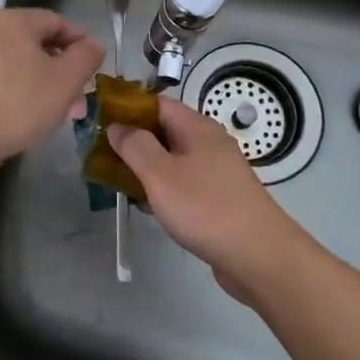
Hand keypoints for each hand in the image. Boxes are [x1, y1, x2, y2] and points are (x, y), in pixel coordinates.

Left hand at [0, 7, 105, 178]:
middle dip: (61, 69)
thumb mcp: (65, 81)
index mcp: (13, 21)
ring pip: (17, 64)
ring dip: (42, 83)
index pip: (57, 21)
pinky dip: (17, 91)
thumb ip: (86, 57)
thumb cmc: (17, 104)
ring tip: (57, 112)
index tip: (94, 64)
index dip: (80, 40)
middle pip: (36, 43)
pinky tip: (25, 117)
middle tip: (78, 95)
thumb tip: (92, 44)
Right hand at [107, 98, 312, 298]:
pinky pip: (184, 181)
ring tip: (118, 182)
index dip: (127, 109)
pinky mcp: (220, 196)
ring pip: (173, 158)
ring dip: (146, 167)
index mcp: (196, 127)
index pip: (156, 103)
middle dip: (134, 141)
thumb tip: (117, 126)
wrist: (259, 256)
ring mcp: (217, 170)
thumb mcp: (160, 174)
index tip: (100, 123)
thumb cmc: (205, 208)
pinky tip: (149, 206)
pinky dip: (165, 187)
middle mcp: (209, 142)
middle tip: (103, 157)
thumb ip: (135, 146)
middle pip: (164, 130)